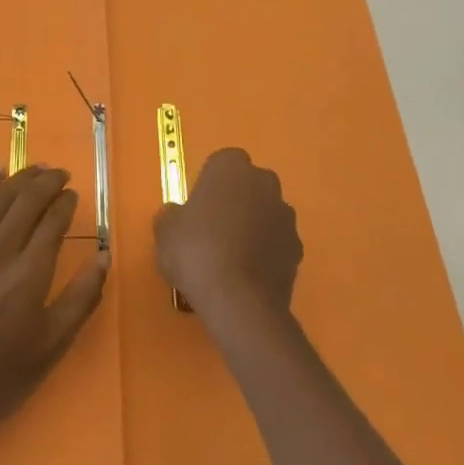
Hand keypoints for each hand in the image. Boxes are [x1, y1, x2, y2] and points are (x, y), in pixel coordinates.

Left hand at [0, 166, 108, 453]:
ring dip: (19, 178)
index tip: (74, 195)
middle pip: (26, 200)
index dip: (66, 203)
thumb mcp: (51, 346)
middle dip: (47, 181)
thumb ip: (81, 298)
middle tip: (61, 174)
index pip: (52, 221)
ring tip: (36, 168)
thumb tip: (103, 257)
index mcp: (28, 274)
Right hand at [155, 148, 301, 323]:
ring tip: (231, 256)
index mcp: (231, 167)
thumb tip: (178, 215)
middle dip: (236, 200)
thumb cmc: (196, 251)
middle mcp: (264, 182)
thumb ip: (173, 215)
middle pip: (249, 185)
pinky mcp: (298, 248)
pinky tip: (248, 274)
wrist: (239, 301)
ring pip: (266, 213)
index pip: (222, 163)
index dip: (210, 183)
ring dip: (253, 225)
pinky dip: (266, 252)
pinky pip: (277, 242)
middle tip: (213, 228)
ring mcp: (285, 216)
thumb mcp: (165, 230)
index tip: (198, 206)